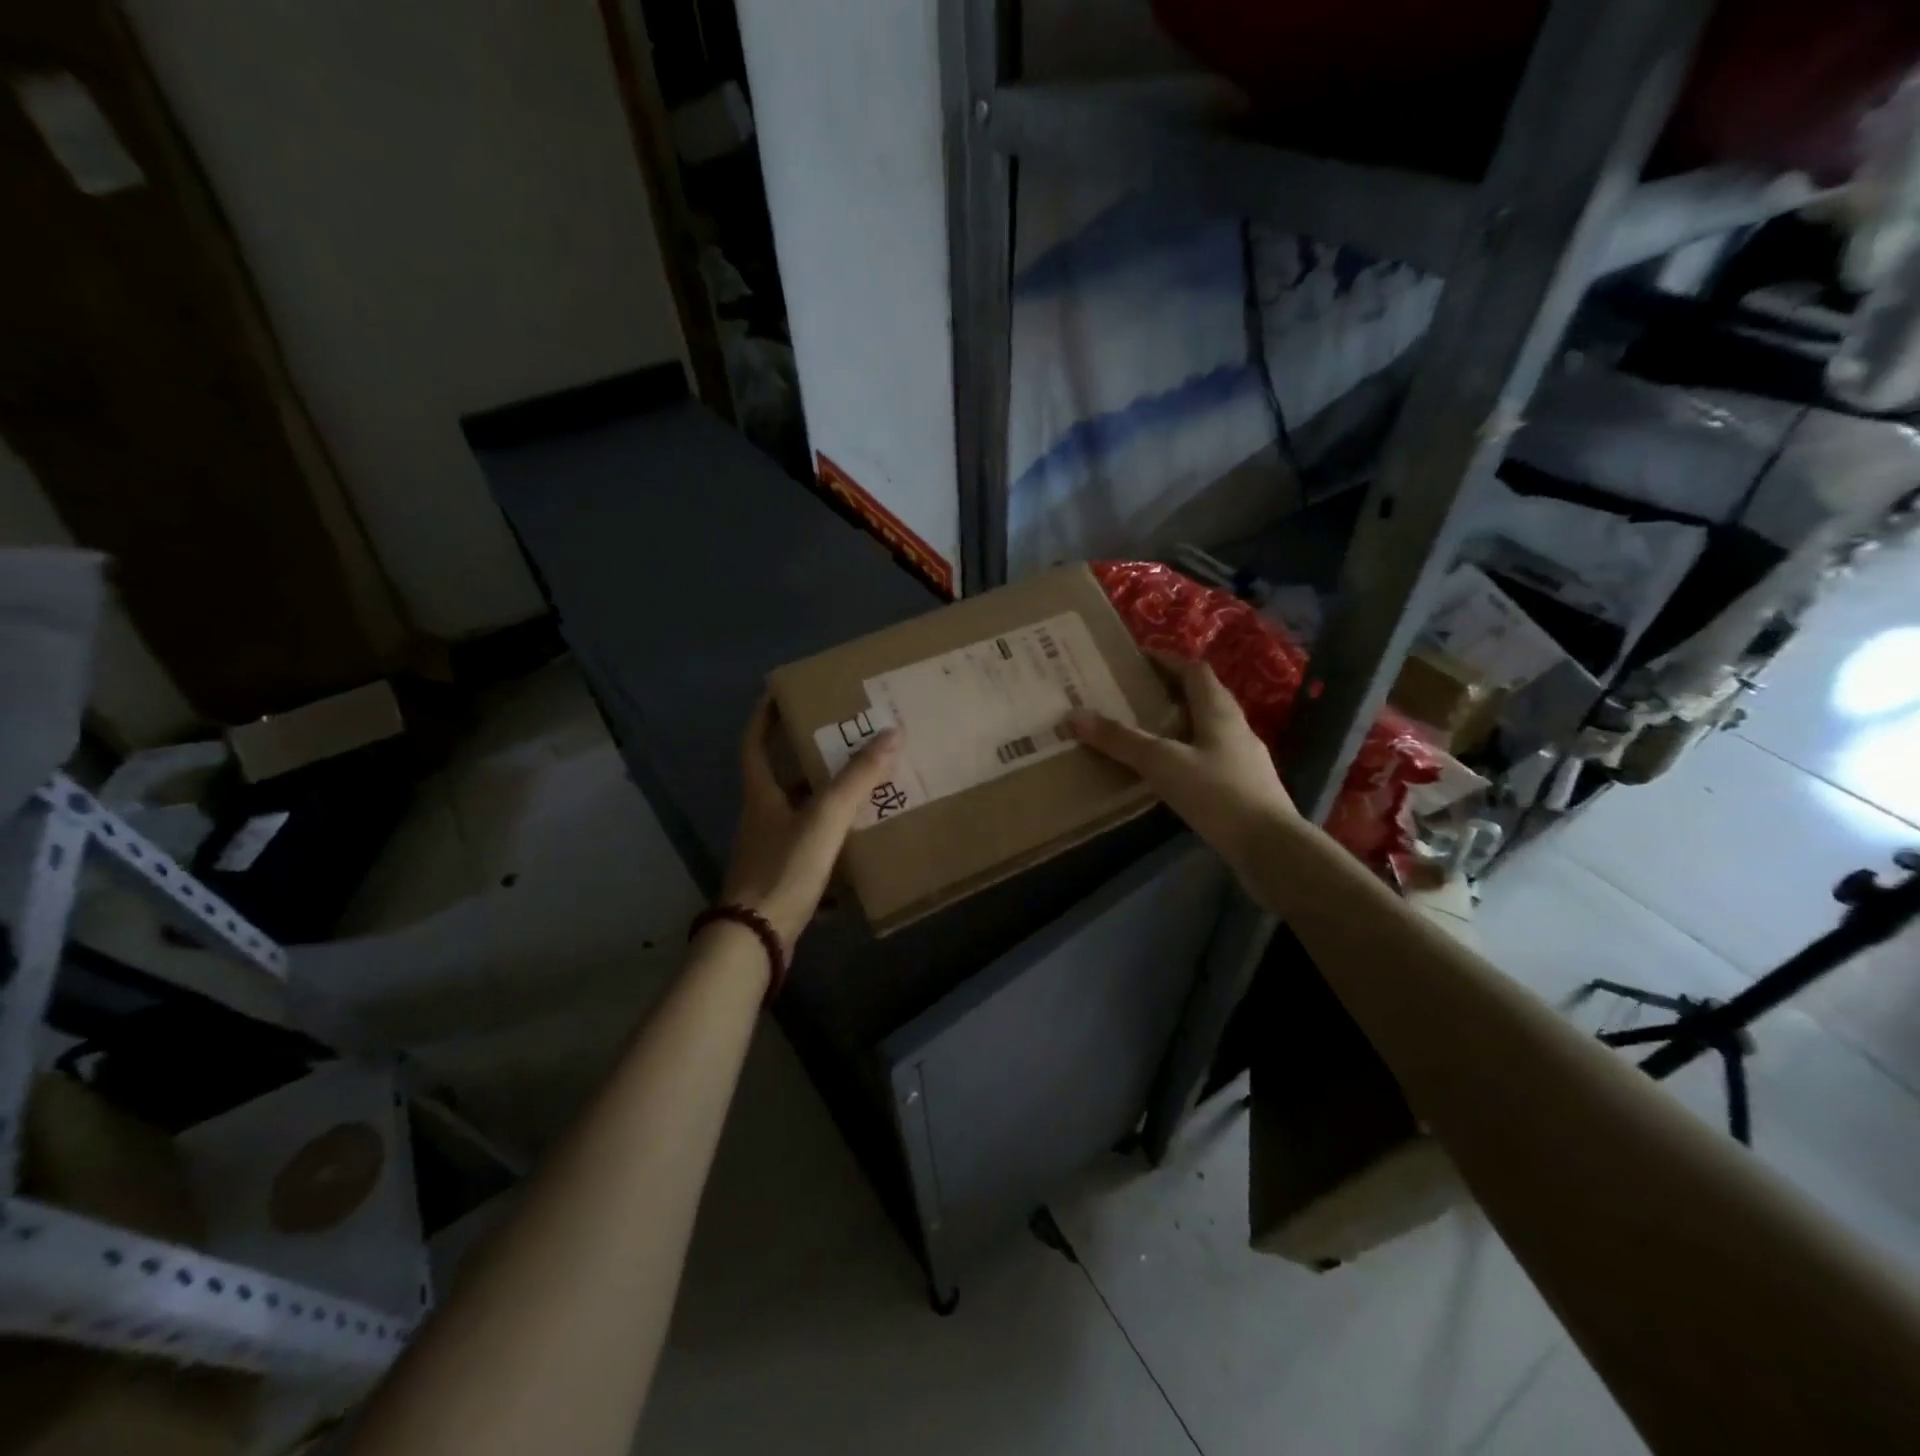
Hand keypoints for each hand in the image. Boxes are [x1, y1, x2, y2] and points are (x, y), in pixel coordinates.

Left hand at [720, 696, 901, 952]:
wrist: (757, 938)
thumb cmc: (785, 868)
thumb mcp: (825, 818)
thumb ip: (857, 778)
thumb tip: (891, 733)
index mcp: (762, 796)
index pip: (755, 744)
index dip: (764, 717)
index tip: (780, 695)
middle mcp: (762, 819)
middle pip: (784, 780)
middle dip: (812, 760)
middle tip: (848, 742)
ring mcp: (771, 852)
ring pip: (802, 817)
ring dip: (828, 804)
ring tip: (865, 790)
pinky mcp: (783, 881)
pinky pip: (812, 852)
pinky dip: (834, 845)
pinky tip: (861, 846)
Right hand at [1065, 652, 1296, 874]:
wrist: (1270, 846)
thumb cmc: (1217, 794)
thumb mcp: (1162, 763)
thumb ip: (1121, 740)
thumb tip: (1075, 715)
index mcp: (1219, 711)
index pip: (1194, 671)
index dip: (1167, 660)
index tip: (1138, 658)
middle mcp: (1236, 727)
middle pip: (1203, 697)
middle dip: (1171, 691)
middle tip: (1135, 695)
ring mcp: (1244, 758)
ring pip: (1208, 729)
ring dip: (1181, 724)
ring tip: (1148, 732)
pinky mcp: (1245, 786)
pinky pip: (1212, 757)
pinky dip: (1189, 754)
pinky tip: (1171, 773)